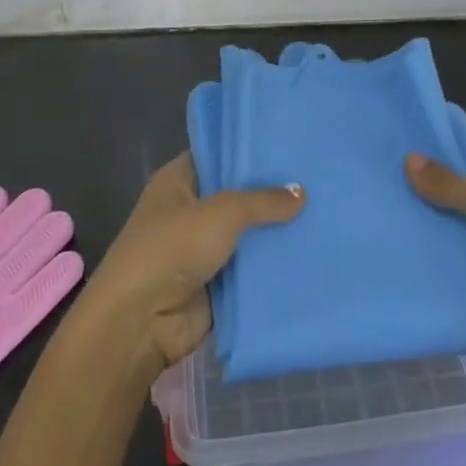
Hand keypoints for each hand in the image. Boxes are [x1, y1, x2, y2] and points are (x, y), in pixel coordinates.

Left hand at [72, 152, 303, 383]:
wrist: (141, 322)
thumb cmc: (172, 249)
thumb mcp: (222, 213)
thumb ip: (263, 201)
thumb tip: (301, 192)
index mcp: (178, 182)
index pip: (217, 155)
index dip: (248, 149)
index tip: (288, 143)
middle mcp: (189, 211)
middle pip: (237, 195)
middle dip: (271, 191)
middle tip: (317, 176)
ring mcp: (202, 249)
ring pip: (247, 234)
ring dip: (276, 230)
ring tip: (325, 210)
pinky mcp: (216, 284)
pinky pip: (250, 269)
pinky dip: (273, 264)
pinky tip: (311, 251)